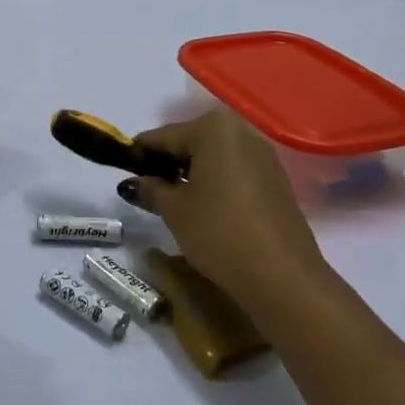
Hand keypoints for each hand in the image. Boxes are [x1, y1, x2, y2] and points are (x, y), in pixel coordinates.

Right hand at [119, 109, 335, 319]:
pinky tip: (204, 210)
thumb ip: (149, 189)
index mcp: (212, 128)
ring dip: (191, 174)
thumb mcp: (174, 210)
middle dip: (167, 163)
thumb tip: (130, 183)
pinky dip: (215, 184)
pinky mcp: (276, 180)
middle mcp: (241, 131)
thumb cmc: (219, 232)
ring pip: (213, 157)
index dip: (138, 156)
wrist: (282, 276)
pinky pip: (234, 172)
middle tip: (147, 191)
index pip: (162, 136)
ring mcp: (263, 155)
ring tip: (173, 203)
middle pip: (190, 142)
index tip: (122, 174)